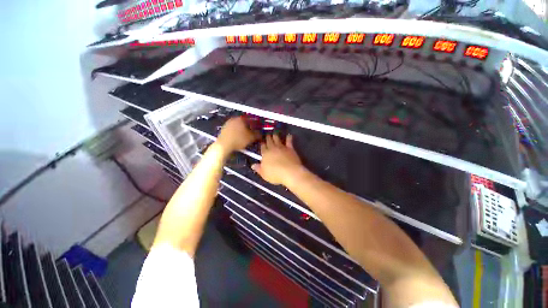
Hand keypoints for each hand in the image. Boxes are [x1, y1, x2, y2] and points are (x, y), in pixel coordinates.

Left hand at [216, 116, 258, 152]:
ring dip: (243, 130)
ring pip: (238, 126)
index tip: (258, 129)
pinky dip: (237, 132)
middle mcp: (234, 119)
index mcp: (241, 118)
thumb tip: (261, 133)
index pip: (251, 119)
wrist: (223, 145)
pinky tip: (239, 138)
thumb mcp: (251, 138)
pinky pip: (233, 129)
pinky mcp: (224, 129)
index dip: (256, 124)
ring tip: (246, 136)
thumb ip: (257, 134)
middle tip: (253, 133)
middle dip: (249, 127)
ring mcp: (228, 123)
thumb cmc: (238, 140)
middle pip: (244, 122)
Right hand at [251, 134, 303, 185]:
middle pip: (269, 141)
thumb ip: (258, 169)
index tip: (262, 142)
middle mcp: (272, 148)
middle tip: (267, 135)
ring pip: (277, 139)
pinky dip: (289, 137)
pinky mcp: (290, 148)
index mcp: (265, 154)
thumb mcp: (264, 174)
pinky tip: (289, 135)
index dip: (262, 144)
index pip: (262, 147)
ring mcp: (281, 147)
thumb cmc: (275, 175)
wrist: (290, 172)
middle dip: (268, 138)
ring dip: (275, 136)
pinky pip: (289, 141)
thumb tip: (253, 165)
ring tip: (275, 133)